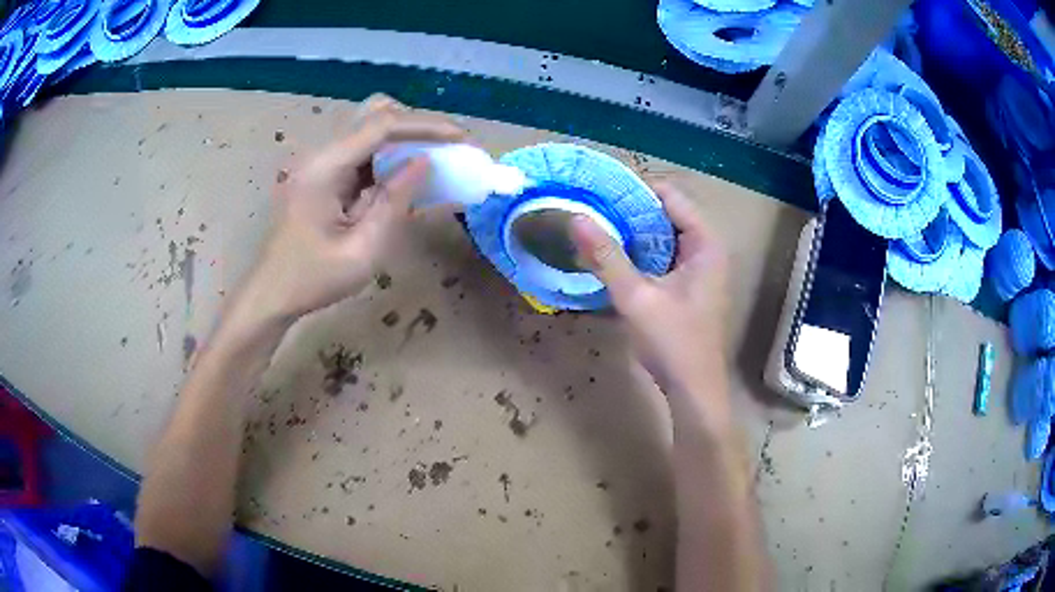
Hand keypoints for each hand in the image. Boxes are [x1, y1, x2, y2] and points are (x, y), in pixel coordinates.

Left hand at [233, 95, 463, 327]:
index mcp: (324, 167)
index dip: (426, 125)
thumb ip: (394, 202)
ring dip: (403, 139)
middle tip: (447, 148)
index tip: (461, 138)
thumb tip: (423, 162)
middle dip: (416, 126)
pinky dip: (387, 156)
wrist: (270, 294)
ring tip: (434, 160)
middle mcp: (320, 153)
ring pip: (368, 129)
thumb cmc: (313, 279)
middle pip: (374, 115)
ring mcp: (318, 162)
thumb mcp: (362, 250)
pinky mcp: (321, 174)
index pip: (382, 125)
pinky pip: (360, 151)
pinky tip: (404, 176)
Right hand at [571, 182, 730, 424]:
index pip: (671, 196)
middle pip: (667, 214)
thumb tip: (576, 218)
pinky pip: (664, 255)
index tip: (600, 190)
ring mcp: (700, 268)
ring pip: (664, 235)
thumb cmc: (672, 342)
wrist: (693, 390)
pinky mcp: (690, 285)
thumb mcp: (636, 297)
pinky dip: (641, 252)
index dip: (635, 189)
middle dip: (630, 210)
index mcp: (706, 244)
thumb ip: (606, 256)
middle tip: (592, 208)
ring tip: (596, 227)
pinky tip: (614, 256)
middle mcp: (707, 249)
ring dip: (634, 232)